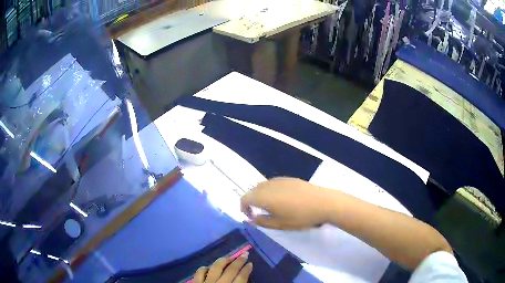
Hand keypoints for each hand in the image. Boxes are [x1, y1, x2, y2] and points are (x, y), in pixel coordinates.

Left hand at [193, 253, 252, 282]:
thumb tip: (244, 278)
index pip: (241, 278)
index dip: (246, 270)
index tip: (250, 263)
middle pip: (230, 270)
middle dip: (239, 261)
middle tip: (245, 254)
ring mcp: (206, 282)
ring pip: (215, 268)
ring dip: (223, 261)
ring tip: (229, 257)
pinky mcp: (196, 282)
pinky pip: (200, 272)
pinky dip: (205, 268)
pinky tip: (209, 266)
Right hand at [240, 177, 333, 229]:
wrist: (323, 203)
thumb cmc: (300, 216)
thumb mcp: (279, 224)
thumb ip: (261, 222)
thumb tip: (250, 219)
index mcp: (263, 196)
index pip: (244, 199)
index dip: (244, 208)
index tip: (251, 217)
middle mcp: (268, 185)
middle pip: (253, 191)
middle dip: (252, 202)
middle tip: (260, 213)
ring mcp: (280, 180)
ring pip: (263, 186)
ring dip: (261, 196)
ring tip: (272, 207)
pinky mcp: (290, 179)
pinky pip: (274, 184)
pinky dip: (271, 191)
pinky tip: (283, 200)